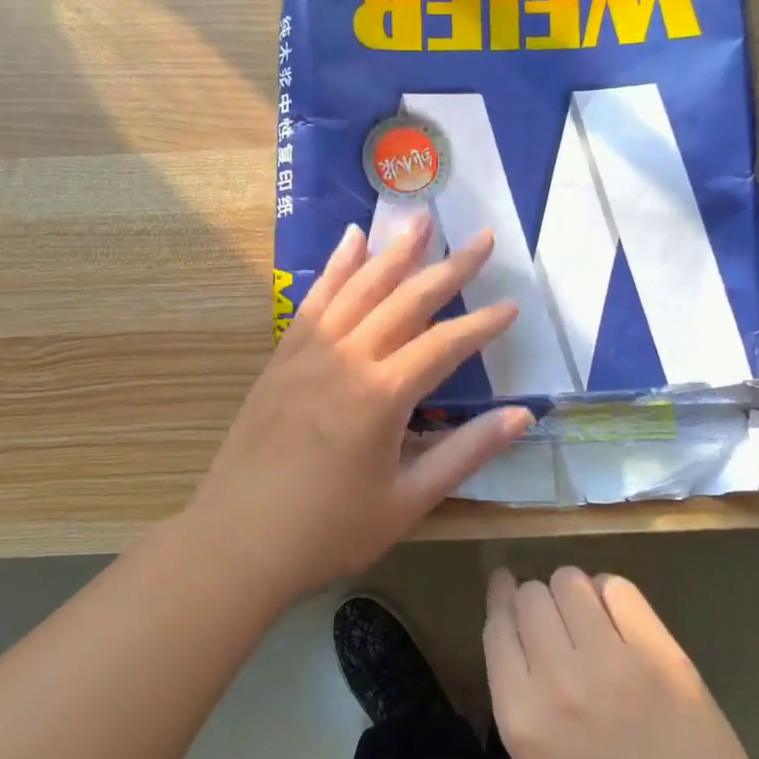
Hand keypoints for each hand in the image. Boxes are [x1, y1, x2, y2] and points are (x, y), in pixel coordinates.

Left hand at [188, 215, 531, 601]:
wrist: (238, 541)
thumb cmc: (328, 531)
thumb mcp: (407, 501)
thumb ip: (465, 453)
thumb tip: (521, 417)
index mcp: (382, 395)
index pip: (445, 344)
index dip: (482, 325)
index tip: (511, 306)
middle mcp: (347, 359)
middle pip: (406, 300)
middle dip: (448, 268)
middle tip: (480, 237)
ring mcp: (309, 353)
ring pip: (358, 287)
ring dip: (392, 251)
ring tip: (420, 218)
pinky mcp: (282, 358)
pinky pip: (314, 300)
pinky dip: (335, 267)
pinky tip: (350, 240)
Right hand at [484, 567, 758, 758]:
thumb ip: (529, 705)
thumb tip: (530, 647)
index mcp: (521, 720)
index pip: (497, 628)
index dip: (500, 598)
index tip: (504, 583)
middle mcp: (556, 681)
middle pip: (531, 597)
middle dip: (538, 599)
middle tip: (558, 618)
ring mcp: (610, 663)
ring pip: (570, 582)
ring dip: (573, 591)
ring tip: (589, 615)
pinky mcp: (658, 653)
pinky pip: (618, 589)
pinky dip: (611, 594)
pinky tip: (620, 616)